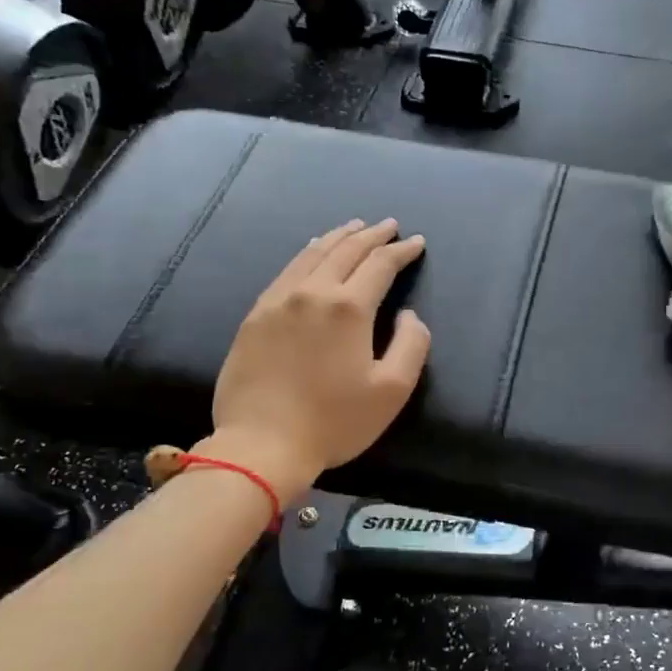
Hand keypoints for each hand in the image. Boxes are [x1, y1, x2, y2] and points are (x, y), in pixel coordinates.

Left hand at [206, 219, 430, 499]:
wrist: (262, 444)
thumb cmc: (334, 422)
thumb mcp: (392, 391)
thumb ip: (412, 345)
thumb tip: (408, 314)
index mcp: (349, 308)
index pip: (380, 265)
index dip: (401, 251)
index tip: (416, 242)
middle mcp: (313, 293)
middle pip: (346, 251)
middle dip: (371, 235)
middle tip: (388, 225)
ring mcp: (278, 301)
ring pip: (312, 254)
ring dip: (338, 238)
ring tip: (354, 228)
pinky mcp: (255, 316)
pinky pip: (286, 271)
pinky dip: (306, 254)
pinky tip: (311, 251)